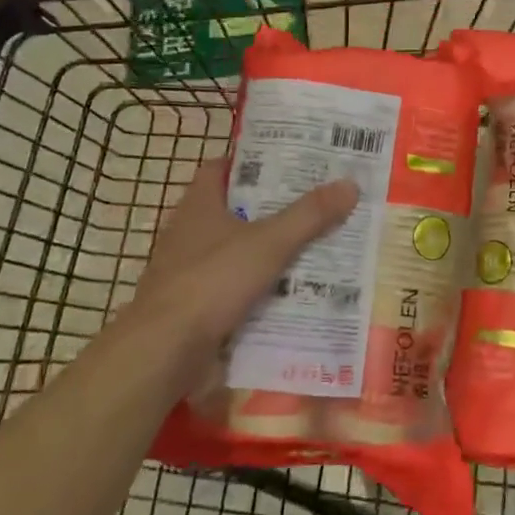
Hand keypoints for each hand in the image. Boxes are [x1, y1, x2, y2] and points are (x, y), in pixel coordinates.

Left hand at [122, 163, 358, 392]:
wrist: (164, 351)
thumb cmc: (212, 281)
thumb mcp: (269, 243)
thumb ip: (309, 215)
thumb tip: (350, 184)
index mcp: (199, 206)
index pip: (221, 169)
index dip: (251, 163)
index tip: (288, 163)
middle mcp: (188, 233)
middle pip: (233, 211)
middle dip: (271, 209)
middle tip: (314, 204)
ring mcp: (187, 272)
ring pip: (235, 252)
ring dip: (266, 252)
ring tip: (313, 247)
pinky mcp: (192, 307)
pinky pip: (232, 289)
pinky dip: (257, 289)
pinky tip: (290, 294)